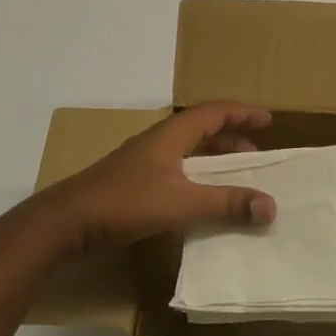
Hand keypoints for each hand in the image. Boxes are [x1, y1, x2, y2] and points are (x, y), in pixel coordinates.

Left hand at [34, 103, 278, 253]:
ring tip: (235, 174)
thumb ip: (226, 203)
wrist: (64, 223)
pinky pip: (176, 169)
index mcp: (171, 135)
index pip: (214, 112)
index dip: (243, 113)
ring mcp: (143, 162)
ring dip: (214, 158)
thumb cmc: (124, 203)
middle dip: (232, 137)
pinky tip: (200, 197)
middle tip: (256, 151)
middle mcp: (158, 142)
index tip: (268, 120)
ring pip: (188, 151)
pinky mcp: (132, 183)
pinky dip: (197, 176)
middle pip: (202, 129)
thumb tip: (270, 206)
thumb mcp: (181, 204)